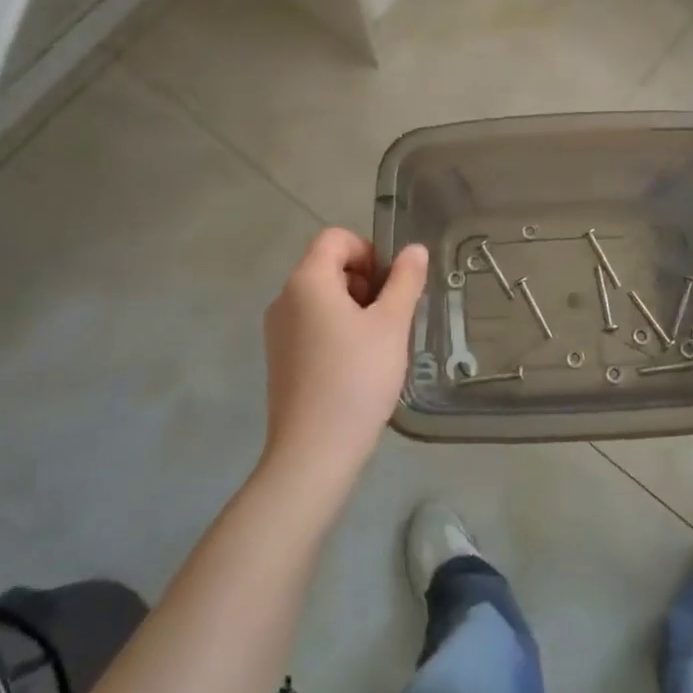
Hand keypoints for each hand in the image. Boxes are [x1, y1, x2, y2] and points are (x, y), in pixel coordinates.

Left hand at [261, 227, 427, 483]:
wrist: (313, 453)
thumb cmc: (356, 378)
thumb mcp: (391, 325)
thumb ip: (405, 280)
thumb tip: (414, 250)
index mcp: (307, 281)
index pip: (335, 238)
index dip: (368, 250)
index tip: (390, 285)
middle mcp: (285, 298)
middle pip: (328, 265)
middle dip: (364, 280)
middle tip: (390, 316)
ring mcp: (278, 331)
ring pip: (321, 298)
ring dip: (354, 307)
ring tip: (378, 343)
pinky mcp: (280, 359)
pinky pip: (312, 325)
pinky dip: (337, 330)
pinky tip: (358, 365)